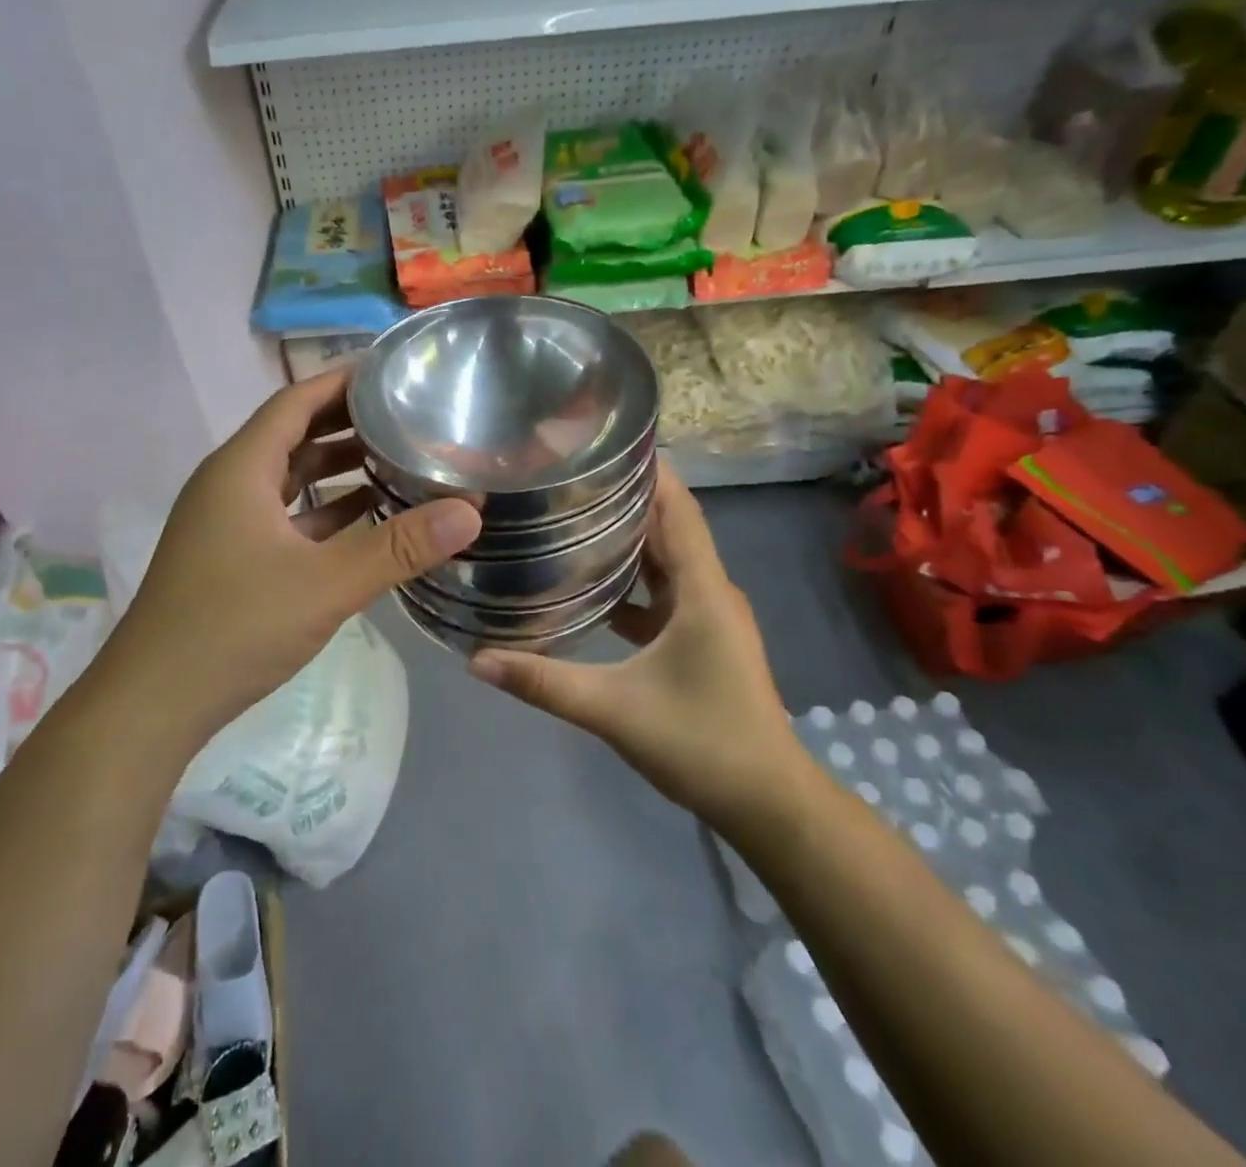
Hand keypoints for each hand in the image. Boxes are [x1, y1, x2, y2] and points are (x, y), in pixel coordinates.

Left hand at [108, 368, 481, 737]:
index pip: (296, 400)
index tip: (391, 369)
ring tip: (396, 458)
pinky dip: (324, 510)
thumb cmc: (234, 627)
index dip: (342, 380)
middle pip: (294, 435)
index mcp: (241, 469)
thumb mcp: (326, 584)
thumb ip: (399, 546)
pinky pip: (286, 516)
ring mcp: (227, 523)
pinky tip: (365, 519)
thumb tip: (470, 511)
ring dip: (337, 467)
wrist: (154, 701)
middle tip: (407, 412)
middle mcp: (229, 484)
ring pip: (290, 478)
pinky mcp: (232, 557)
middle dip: (348, 422)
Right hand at [467, 460, 804, 823]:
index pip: (677, 507)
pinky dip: (631, 579)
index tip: (597, 443)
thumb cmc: (702, 743)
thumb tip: (476, 659)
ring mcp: (708, 615)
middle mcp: (710, 590)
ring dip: (626, 536)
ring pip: (665, 558)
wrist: (768, 803)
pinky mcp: (701, 638)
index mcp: (702, 589)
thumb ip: (544, 682)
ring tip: (570, 515)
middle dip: (624, 495)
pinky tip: (589, 584)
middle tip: (566, 476)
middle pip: (669, 524)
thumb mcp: (614, 710)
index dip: (645, 469)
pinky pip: (663, 591)